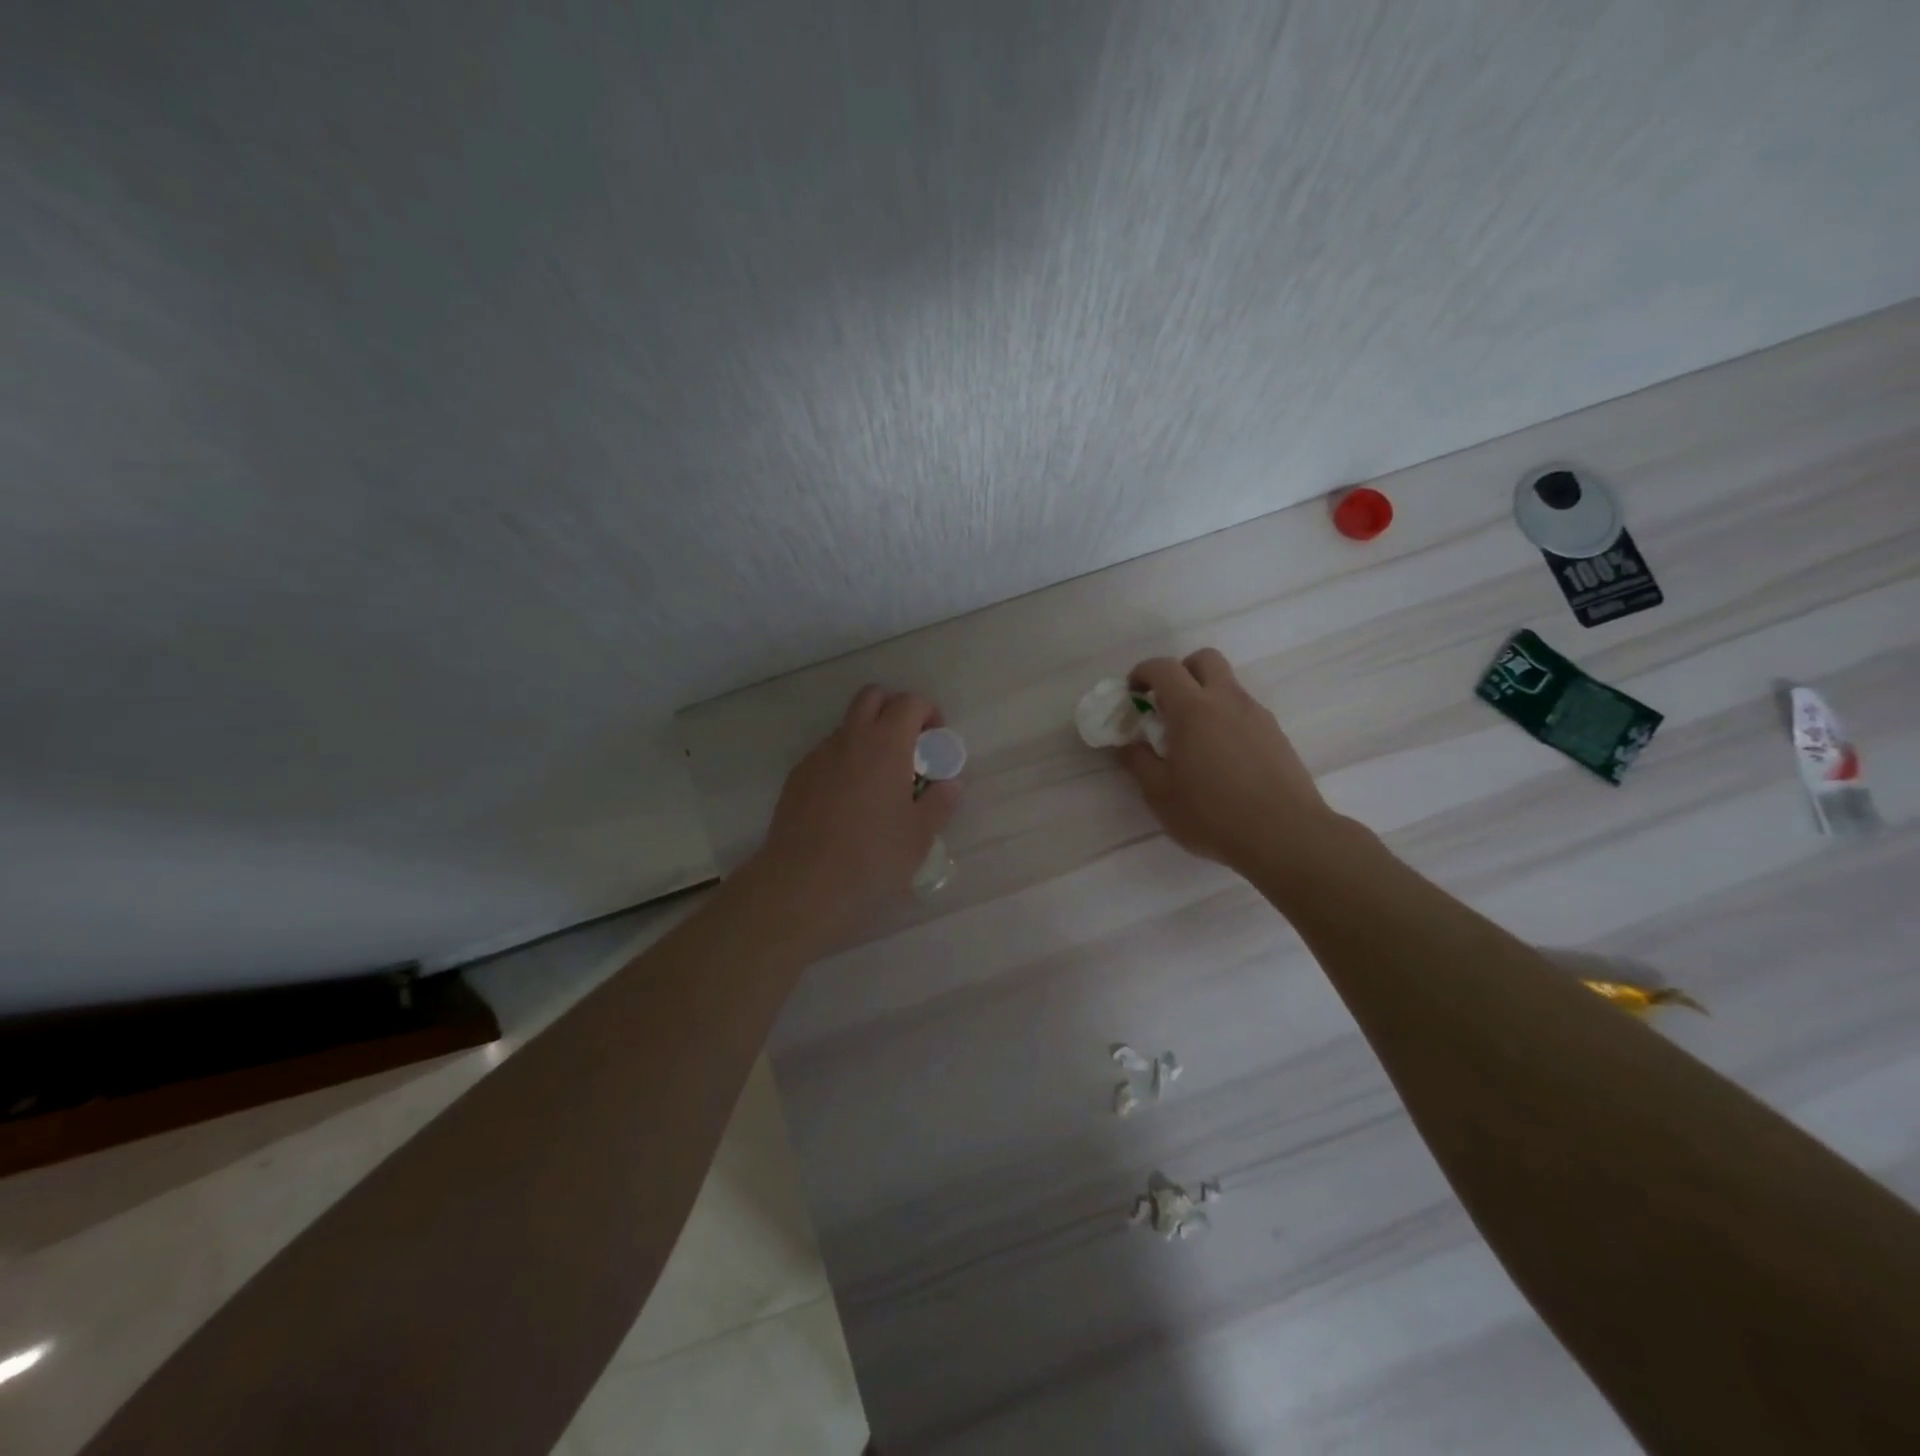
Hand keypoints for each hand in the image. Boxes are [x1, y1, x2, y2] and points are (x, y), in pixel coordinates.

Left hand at [748, 685, 960, 945]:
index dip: (928, 713)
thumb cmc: (872, 857)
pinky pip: (825, 755)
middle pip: (872, 697)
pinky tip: (847, 802)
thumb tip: (951, 784)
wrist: (804, 883)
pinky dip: (843, 762)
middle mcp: (850, 739)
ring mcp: (818, 756)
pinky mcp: (796, 778)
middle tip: (908, 747)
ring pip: (846, 726)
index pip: (909, 703)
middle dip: (894, 710)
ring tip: (877, 781)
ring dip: (866, 737)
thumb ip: (939, 802)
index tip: (935, 742)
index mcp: (886, 745)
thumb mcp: (920, 835)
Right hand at [1119, 649, 1340, 875]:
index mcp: (1192, 709)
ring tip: (1193, 737)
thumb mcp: (1160, 795)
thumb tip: (1127, 744)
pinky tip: (1221, 756)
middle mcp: (1227, 701)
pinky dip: (1226, 718)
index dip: (1143, 672)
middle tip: (1166, 702)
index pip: (1164, 668)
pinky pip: (1245, 711)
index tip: (1132, 692)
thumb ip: (1139, 763)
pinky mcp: (1276, 734)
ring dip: (1206, 695)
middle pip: (1204, 659)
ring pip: (1228, 685)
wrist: (1285, 835)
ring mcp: (1256, 715)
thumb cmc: (1212, 814)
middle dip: (1181, 670)